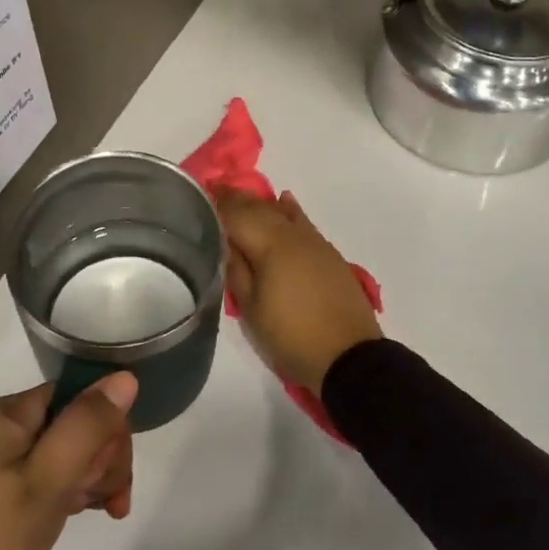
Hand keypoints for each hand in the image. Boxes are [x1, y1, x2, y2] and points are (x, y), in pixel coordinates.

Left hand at [0, 373, 135, 549]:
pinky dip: (79, 493)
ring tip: (99, 512)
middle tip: (104, 499)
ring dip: (97, 478)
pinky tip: (87, 515)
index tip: (109, 469)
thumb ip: (87, 425)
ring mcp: (9, 466)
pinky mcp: (11, 498)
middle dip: (105, 457)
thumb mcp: (46, 480)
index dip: (106, 425)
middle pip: (81, 422)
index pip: (80, 394)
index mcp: (11, 415)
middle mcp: (9, 431)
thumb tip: (126, 376)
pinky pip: (59, 478)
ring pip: (75, 452)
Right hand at [215, 190, 380, 391]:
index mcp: (270, 245)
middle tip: (216, 193)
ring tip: (242, 200)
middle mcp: (293, 235)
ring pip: (283, 214)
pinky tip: (285, 202)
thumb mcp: (251, 309)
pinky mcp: (330, 255)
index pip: (237, 214)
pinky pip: (304, 224)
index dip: (218, 203)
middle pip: (260, 209)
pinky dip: (291, 211)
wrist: (348, 356)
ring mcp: (315, 243)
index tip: (201, 194)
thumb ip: (237, 270)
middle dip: (237, 200)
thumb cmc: (291, 336)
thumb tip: (227, 243)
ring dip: (261, 205)